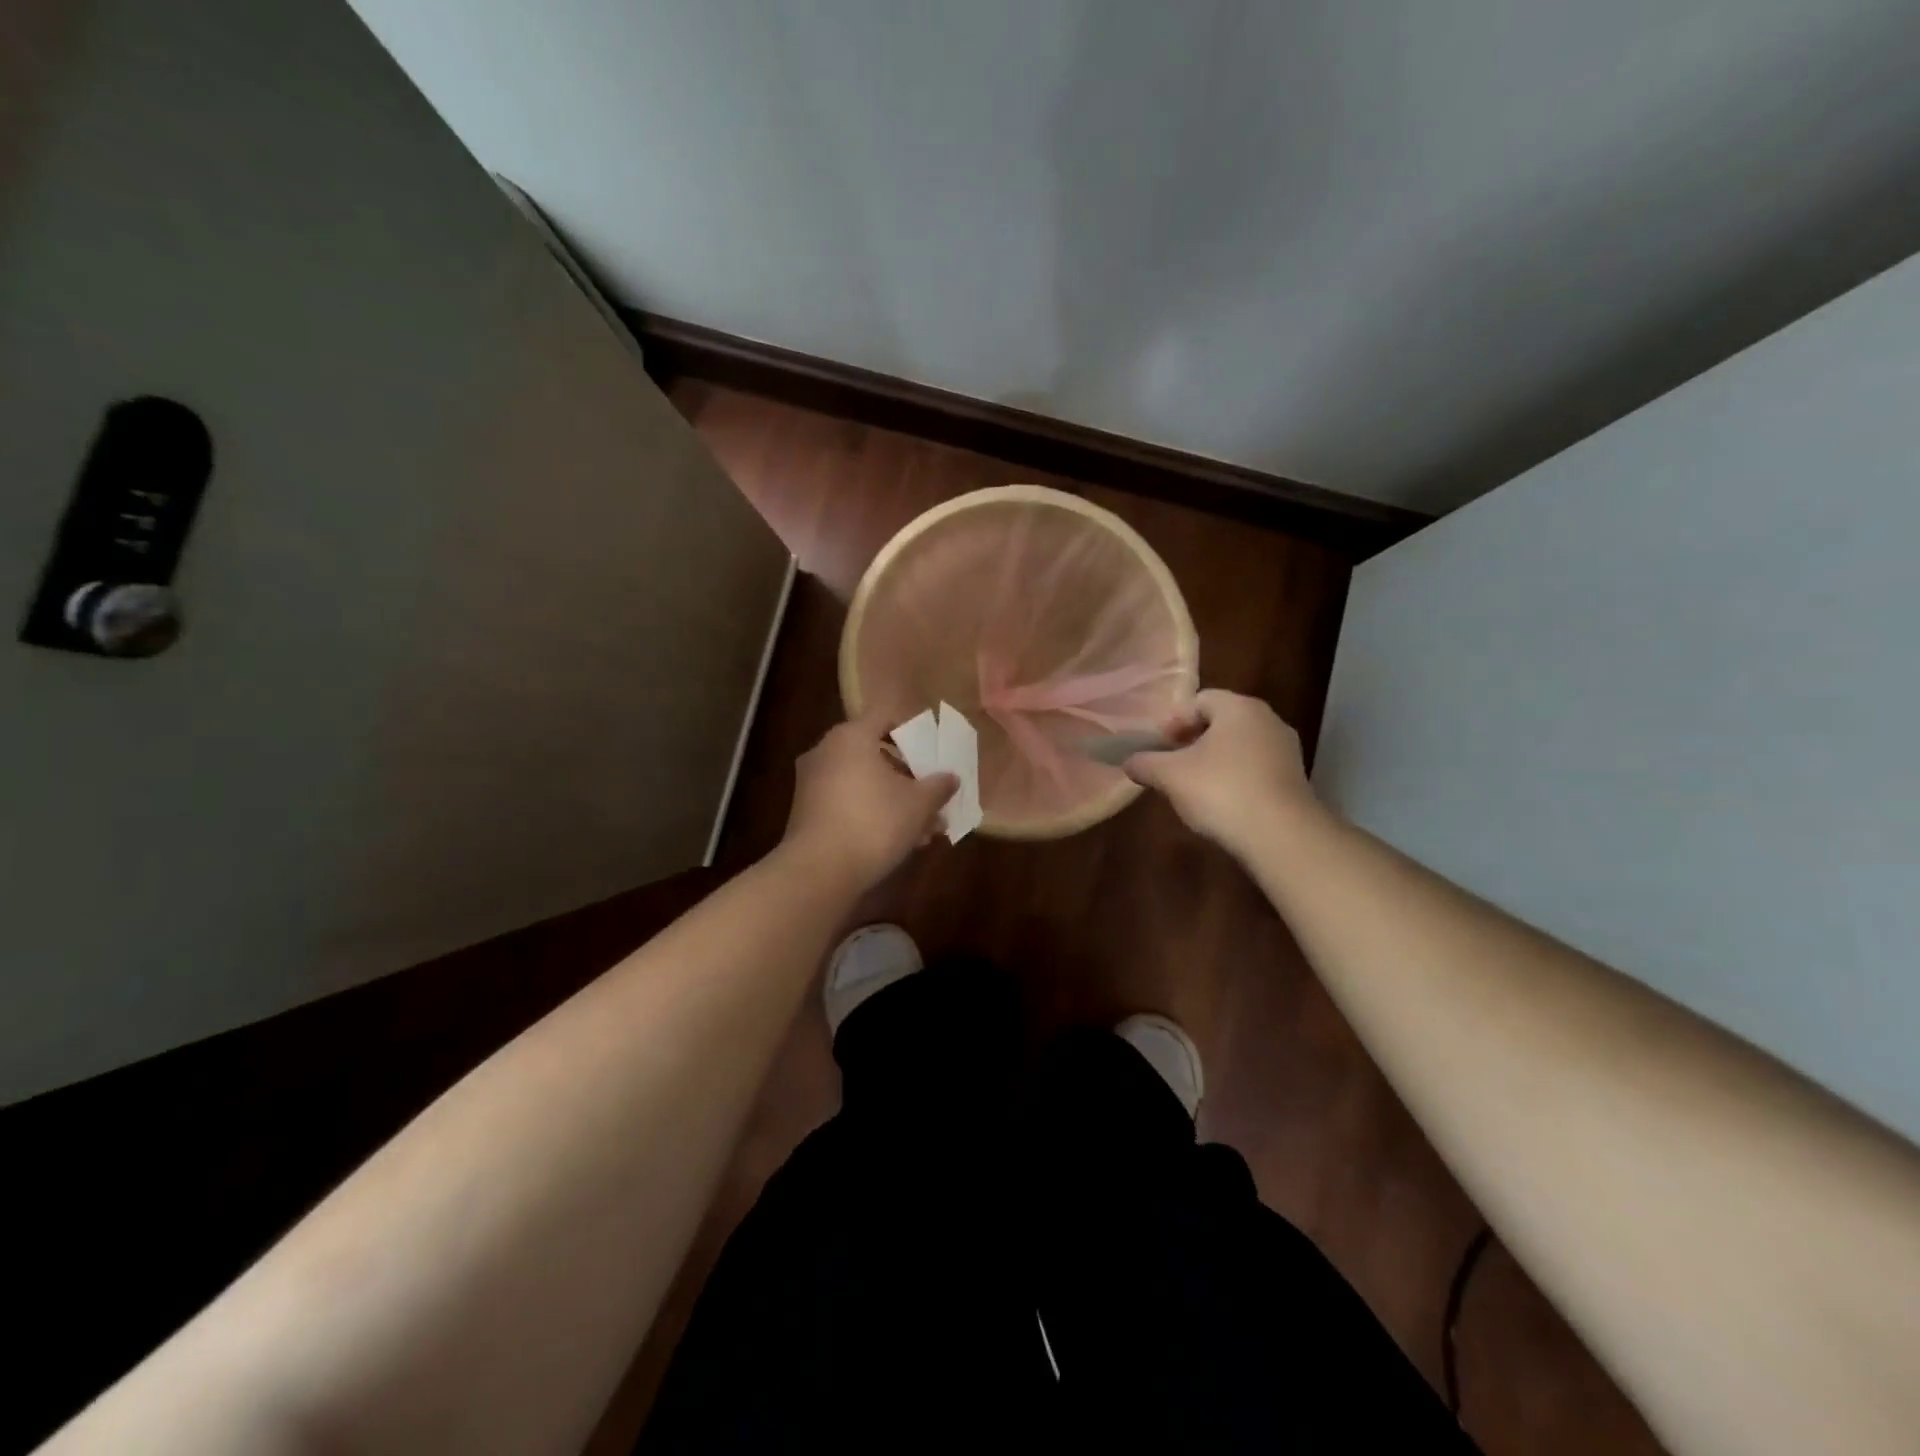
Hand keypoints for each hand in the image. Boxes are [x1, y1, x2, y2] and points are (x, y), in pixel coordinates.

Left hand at [782, 713, 957, 891]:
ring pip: (864, 783)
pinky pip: (848, 803)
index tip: (932, 752)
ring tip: (925, 829)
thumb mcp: (918, 804)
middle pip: (875, 754)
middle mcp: (826, 752)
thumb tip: (951, 777)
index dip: (911, 731)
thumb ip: (938, 786)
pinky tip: (899, 842)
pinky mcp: (807, 813)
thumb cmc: (874, 822)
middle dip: (909, 777)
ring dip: (895, 801)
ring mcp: (812, 783)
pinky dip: (872, 814)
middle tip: (933, 797)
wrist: (819, 871)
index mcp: (851, 737)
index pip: (885, 717)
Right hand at [1125, 689, 1319, 857]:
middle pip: (1221, 722)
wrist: (1281, 836)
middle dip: (1192, 741)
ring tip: (1193, 788)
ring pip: (1239, 746)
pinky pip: (1256, 769)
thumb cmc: (1220, 791)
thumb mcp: (1170, 776)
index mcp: (1239, 707)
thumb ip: (1145, 763)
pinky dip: (1235, 779)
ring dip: (1214, 761)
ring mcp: (1286, 750)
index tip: (1158, 746)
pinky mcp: (1295, 780)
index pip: (1200, 700)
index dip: (1173, 720)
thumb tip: (1128, 761)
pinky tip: (1221, 804)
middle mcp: (1268, 720)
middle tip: (1172, 765)